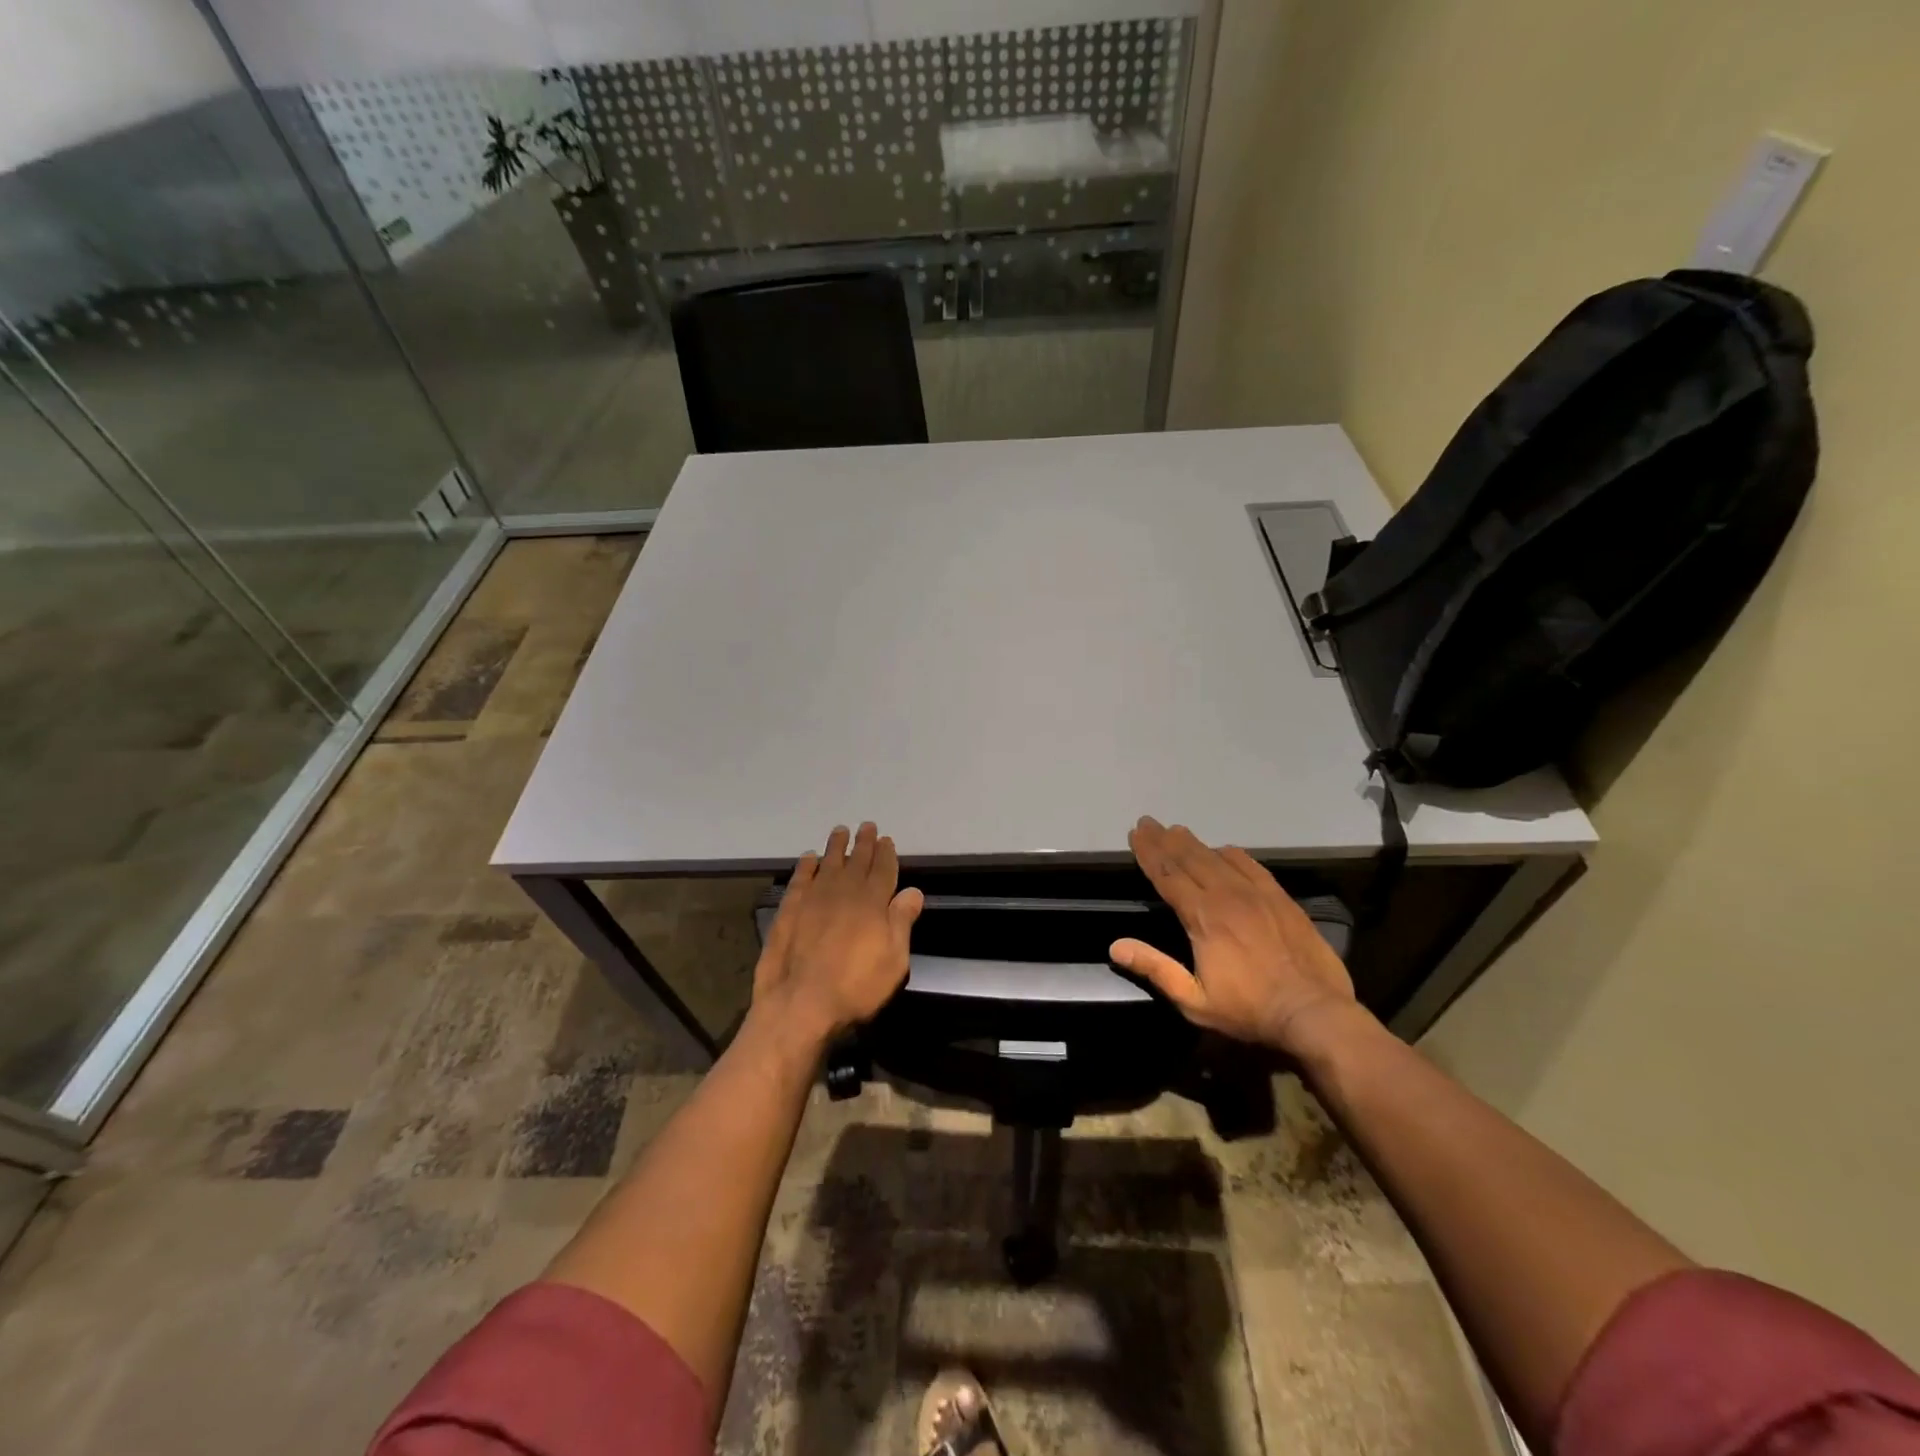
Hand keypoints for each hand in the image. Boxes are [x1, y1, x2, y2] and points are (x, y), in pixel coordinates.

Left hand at [752, 822, 924, 1048]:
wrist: (801, 1003)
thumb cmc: (856, 987)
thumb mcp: (894, 961)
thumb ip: (902, 922)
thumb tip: (913, 891)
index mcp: (873, 903)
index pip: (883, 870)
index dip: (886, 854)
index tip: (886, 839)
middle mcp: (844, 892)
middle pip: (856, 861)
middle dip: (863, 843)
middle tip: (866, 826)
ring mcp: (814, 899)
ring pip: (828, 863)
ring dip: (835, 847)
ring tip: (840, 831)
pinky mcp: (789, 911)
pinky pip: (800, 879)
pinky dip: (805, 866)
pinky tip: (809, 858)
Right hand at [1111, 816, 1357, 1055]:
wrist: (1314, 1012)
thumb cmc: (1249, 1010)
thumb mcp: (1194, 1000)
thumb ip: (1155, 968)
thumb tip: (1115, 946)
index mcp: (1203, 918)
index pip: (1168, 876)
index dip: (1149, 853)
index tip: (1135, 833)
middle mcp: (1227, 896)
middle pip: (1190, 859)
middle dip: (1165, 840)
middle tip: (1148, 822)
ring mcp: (1257, 894)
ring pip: (1218, 858)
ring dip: (1194, 843)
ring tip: (1177, 830)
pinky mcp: (1280, 898)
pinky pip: (1251, 865)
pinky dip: (1232, 854)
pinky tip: (1224, 849)